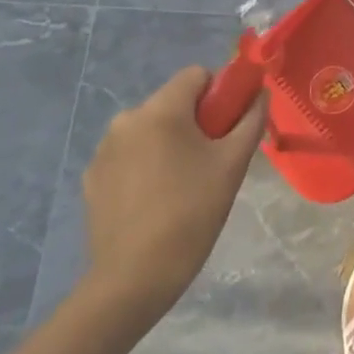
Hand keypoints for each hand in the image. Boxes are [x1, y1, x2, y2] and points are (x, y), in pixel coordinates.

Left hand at [81, 65, 265, 326]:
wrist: (133, 278)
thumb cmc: (192, 213)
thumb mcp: (233, 164)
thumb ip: (251, 120)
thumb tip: (260, 94)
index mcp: (161, 110)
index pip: (196, 75)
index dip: (220, 93)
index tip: (228, 128)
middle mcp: (127, 119)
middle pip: (173, 102)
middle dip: (196, 121)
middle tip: (211, 161)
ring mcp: (104, 149)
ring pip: (150, 129)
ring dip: (170, 143)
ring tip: (183, 185)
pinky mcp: (93, 177)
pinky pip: (129, 154)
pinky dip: (146, 165)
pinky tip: (155, 201)